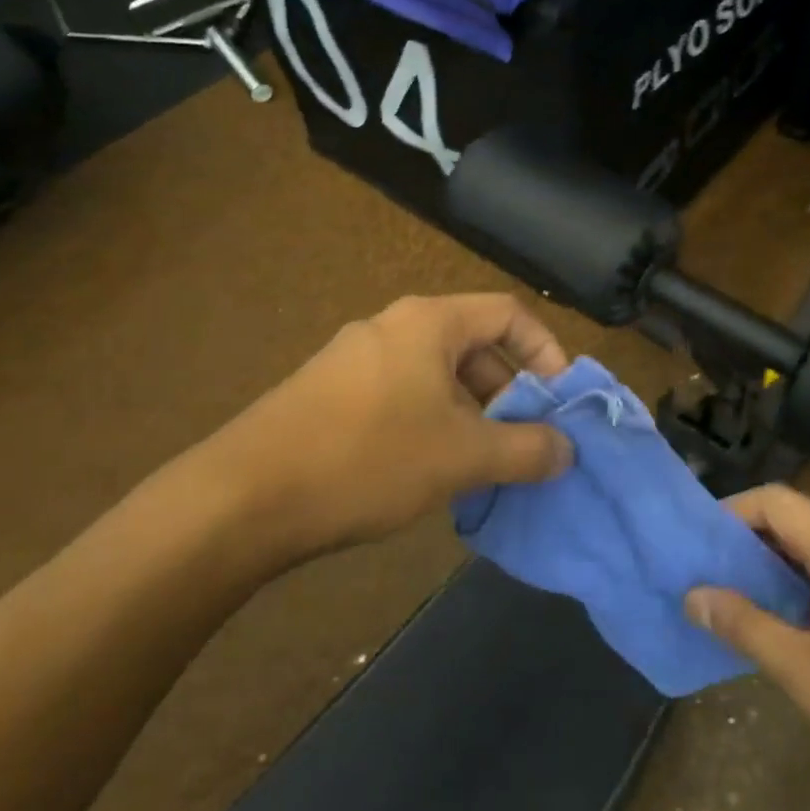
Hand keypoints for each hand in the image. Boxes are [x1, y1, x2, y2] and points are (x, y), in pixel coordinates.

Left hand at [199, 294, 574, 552]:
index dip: (546, 351)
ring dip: (471, 414)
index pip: (509, 312)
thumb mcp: (462, 456)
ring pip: (437, 376)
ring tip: (480, 466)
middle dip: (508, 392)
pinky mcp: (328, 392)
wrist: (242, 498)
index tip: (559, 401)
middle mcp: (392, 325)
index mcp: (429, 321)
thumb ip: (526, 450)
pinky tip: (426, 472)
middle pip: (474, 345)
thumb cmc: (369, 458)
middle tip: (523, 442)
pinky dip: (431, 424)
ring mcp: (354, 357)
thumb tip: (567, 450)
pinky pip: (401, 395)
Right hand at [686, 485, 809, 810]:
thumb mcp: (808, 675)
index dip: (733, 511)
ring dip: (786, 569)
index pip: (777, 500)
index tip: (701, 543)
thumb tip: (694, 594)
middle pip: (802, 522)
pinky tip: (807, 630)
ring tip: (752, 606)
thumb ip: (746, 626)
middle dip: (755, 544)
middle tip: (717, 579)